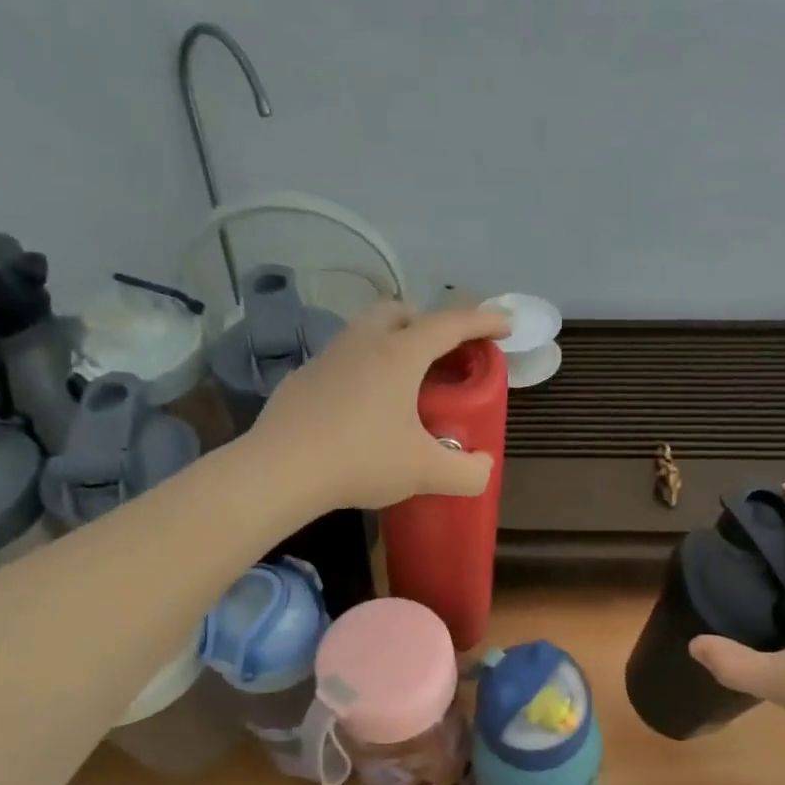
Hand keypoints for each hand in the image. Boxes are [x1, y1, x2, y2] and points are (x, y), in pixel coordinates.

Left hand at [249, 302, 510, 510]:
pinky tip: (361, 407)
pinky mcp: (302, 379)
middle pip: (400, 311)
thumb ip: (466, 473)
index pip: (451, 324)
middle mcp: (363, 343)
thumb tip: (482, 469)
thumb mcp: (425, 472)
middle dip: (427, 322)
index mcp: (400, 354)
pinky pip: (341, 361)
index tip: (504, 325)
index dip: (483, 321)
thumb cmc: (361, 459)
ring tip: (403, 382)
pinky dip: (361, 370)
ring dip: (391, 344)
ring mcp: (327, 358)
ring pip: (365, 332)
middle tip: (442, 353)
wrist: (280, 470)